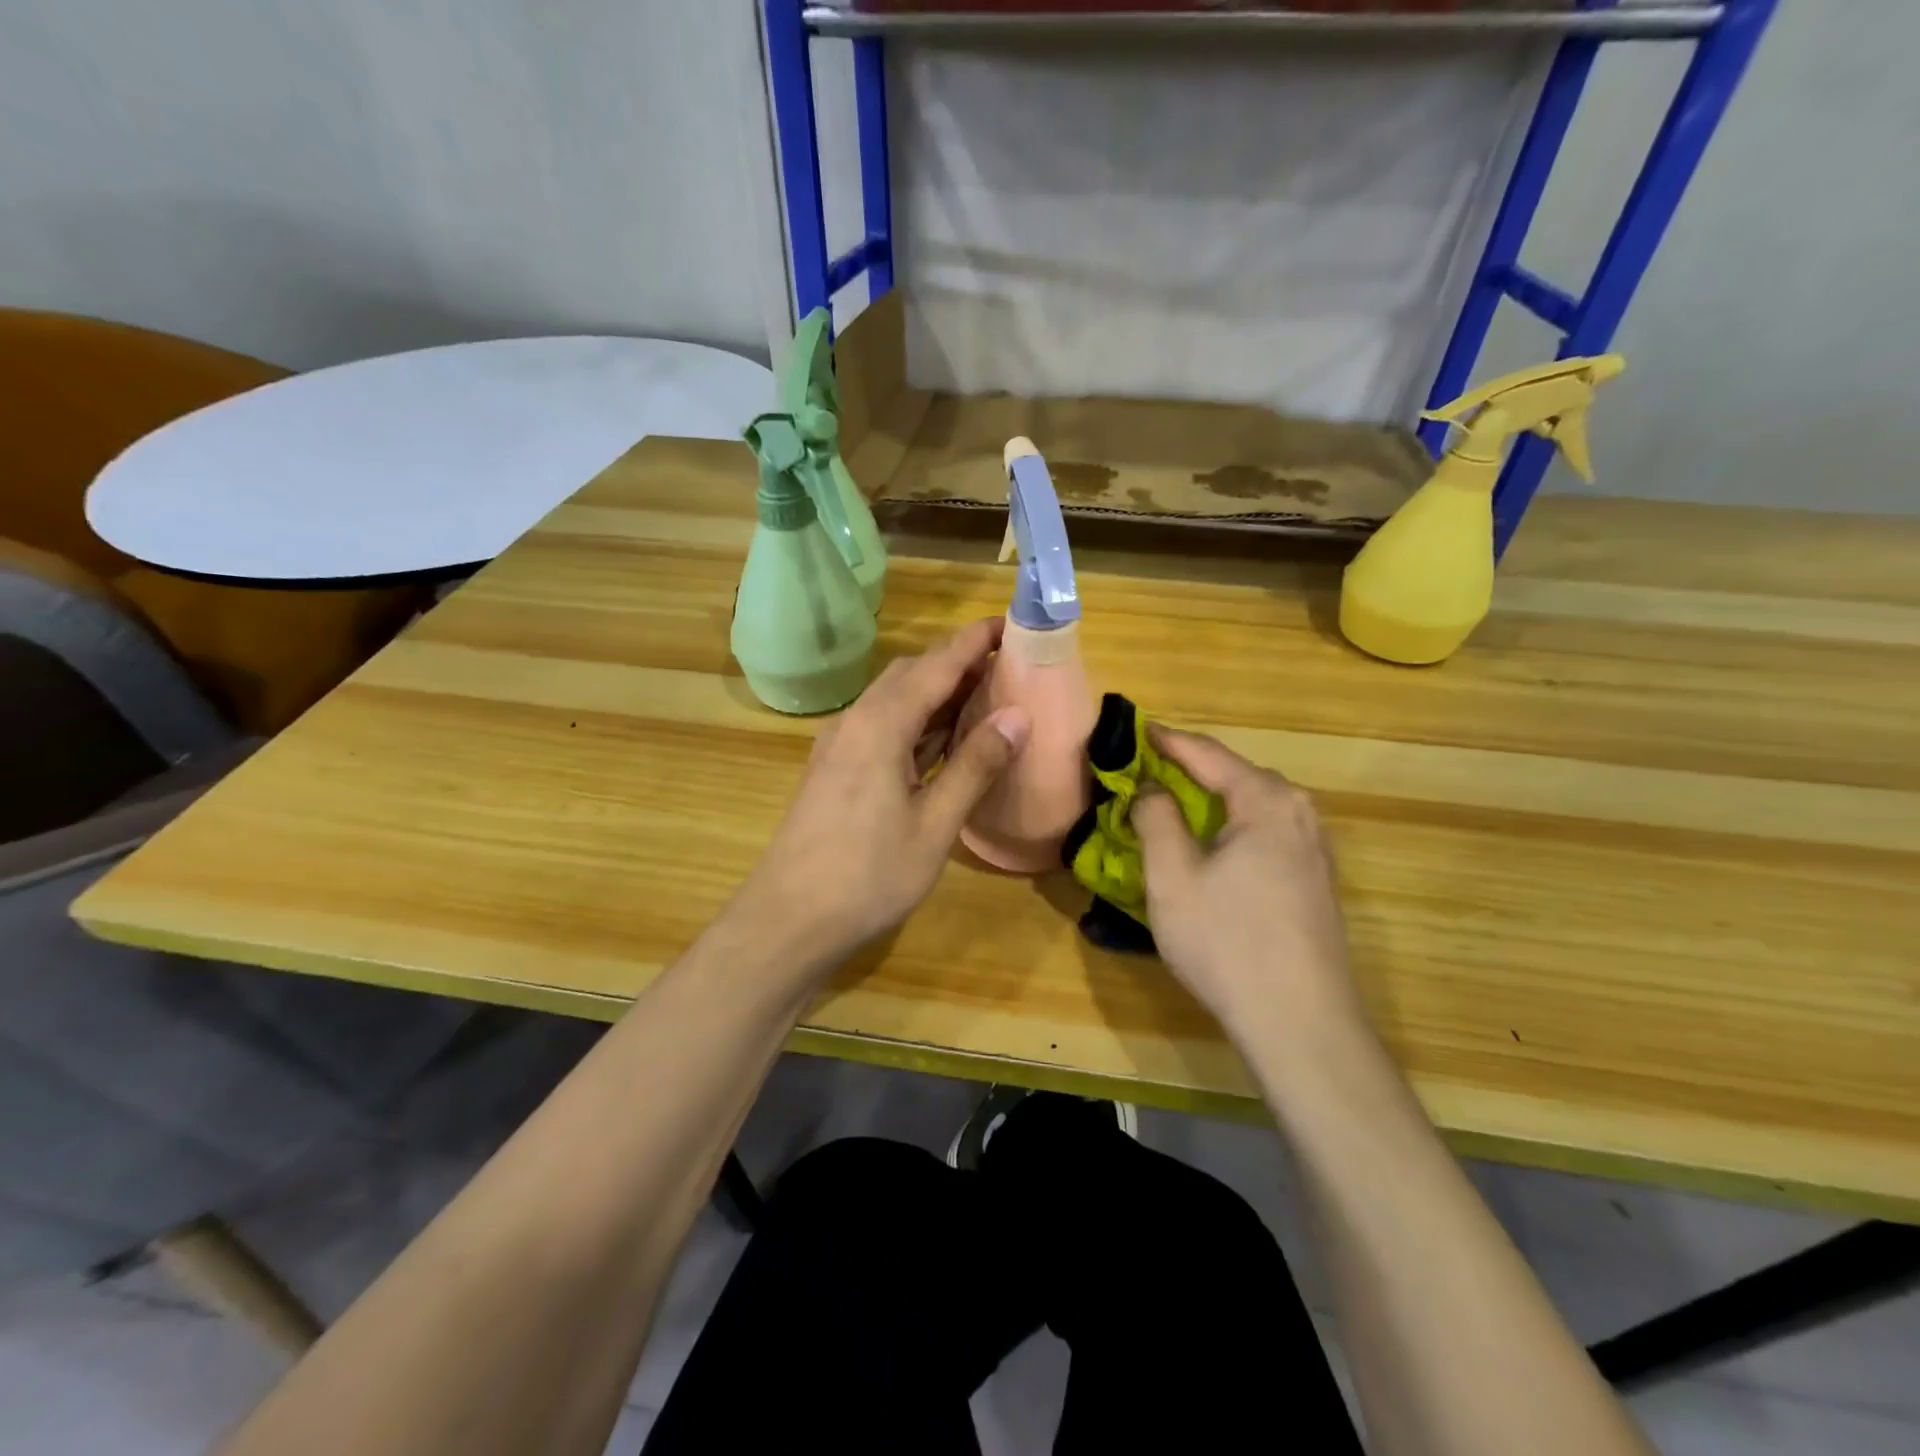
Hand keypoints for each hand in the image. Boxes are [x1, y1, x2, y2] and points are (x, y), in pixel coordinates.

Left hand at [733, 618, 1029, 972]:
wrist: (788, 920)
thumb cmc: (868, 875)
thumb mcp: (934, 825)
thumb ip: (975, 766)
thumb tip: (1017, 715)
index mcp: (881, 724)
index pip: (937, 664)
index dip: (976, 640)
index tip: (1013, 623)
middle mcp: (856, 720)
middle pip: (911, 673)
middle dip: (958, 662)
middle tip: (1007, 668)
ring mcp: (840, 744)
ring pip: (894, 699)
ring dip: (937, 691)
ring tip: (985, 697)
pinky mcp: (835, 767)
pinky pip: (882, 725)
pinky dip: (917, 720)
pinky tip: (942, 741)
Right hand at [1133, 728, 1364, 1046]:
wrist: (1301, 1024)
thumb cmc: (1228, 943)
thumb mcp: (1172, 878)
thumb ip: (1156, 819)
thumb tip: (1151, 789)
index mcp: (1265, 801)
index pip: (1207, 753)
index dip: (1167, 741)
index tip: (1134, 730)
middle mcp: (1299, 812)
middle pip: (1236, 774)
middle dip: (1190, 768)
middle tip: (1147, 769)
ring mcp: (1314, 848)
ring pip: (1253, 805)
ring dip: (1212, 799)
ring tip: (1173, 802)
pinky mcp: (1316, 880)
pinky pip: (1267, 832)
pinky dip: (1233, 825)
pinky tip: (1213, 846)